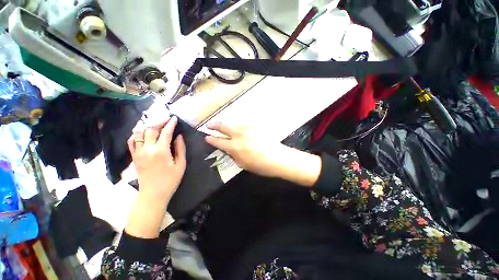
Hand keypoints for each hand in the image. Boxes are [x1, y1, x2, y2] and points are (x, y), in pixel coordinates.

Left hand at [125, 116, 185, 238]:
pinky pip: (132, 141)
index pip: (165, 132)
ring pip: (139, 133)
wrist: (153, 194)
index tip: (175, 118)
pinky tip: (143, 132)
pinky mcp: (134, 156)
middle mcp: (147, 149)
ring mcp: (138, 152)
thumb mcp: (181, 164)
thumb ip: (180, 148)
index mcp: (161, 151)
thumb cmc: (170, 180)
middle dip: (159, 121)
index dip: (171, 124)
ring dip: (148, 125)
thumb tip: (179, 136)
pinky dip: (136, 134)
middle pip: (151, 129)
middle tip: (167, 118)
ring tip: (156, 123)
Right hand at [205, 122, 320, 186]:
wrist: (278, 157)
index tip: (206, 137)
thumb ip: (233, 155)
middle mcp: (239, 134)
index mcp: (234, 147)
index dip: (211, 139)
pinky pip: (242, 125)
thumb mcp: (242, 164)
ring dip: (226, 125)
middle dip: (214, 125)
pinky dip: (237, 126)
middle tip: (209, 125)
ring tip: (223, 126)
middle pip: (223, 126)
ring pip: (233, 123)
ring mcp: (247, 128)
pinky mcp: (255, 126)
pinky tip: (238, 129)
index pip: (218, 141)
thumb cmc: (260, 165)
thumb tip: (228, 149)